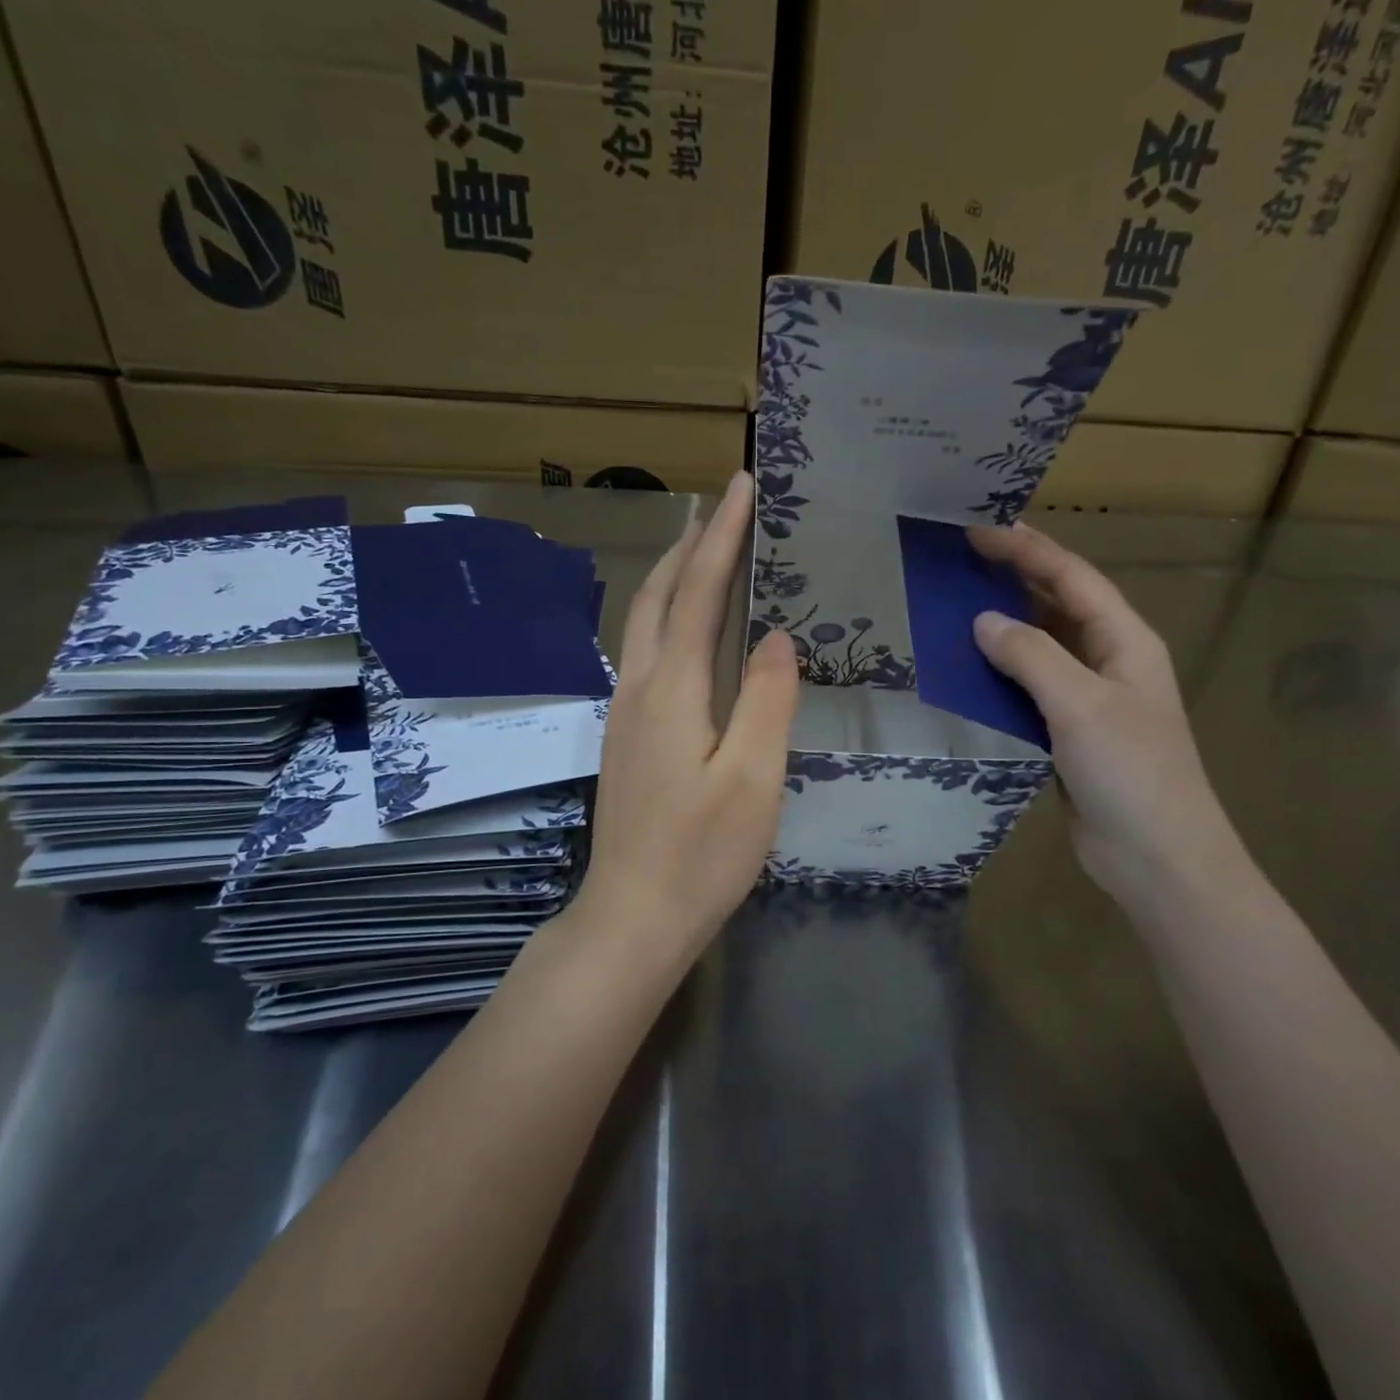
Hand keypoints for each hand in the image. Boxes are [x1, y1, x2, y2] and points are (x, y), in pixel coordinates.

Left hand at [578, 470, 798, 956]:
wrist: (634, 914)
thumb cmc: (702, 852)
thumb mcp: (753, 777)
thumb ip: (765, 700)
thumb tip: (774, 636)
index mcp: (672, 689)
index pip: (698, 592)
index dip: (722, 537)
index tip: (741, 485)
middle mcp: (639, 688)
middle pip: (657, 597)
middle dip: (688, 545)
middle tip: (718, 505)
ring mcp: (625, 713)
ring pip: (643, 624)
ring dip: (671, 577)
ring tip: (701, 549)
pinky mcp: (626, 736)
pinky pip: (645, 653)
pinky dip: (666, 617)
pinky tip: (684, 628)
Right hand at [968, 522, 1242, 904]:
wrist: (1156, 857)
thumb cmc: (1130, 772)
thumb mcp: (1081, 704)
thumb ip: (1031, 656)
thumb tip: (982, 621)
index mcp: (1125, 640)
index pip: (1072, 577)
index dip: (1027, 549)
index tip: (977, 530)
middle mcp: (1108, 660)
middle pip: (1058, 603)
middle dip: (1015, 575)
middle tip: (962, 555)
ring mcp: (1089, 698)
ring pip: (1041, 646)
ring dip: (1004, 623)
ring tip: (954, 603)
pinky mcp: (1067, 732)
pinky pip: (1029, 687)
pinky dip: (999, 672)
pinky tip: (966, 669)